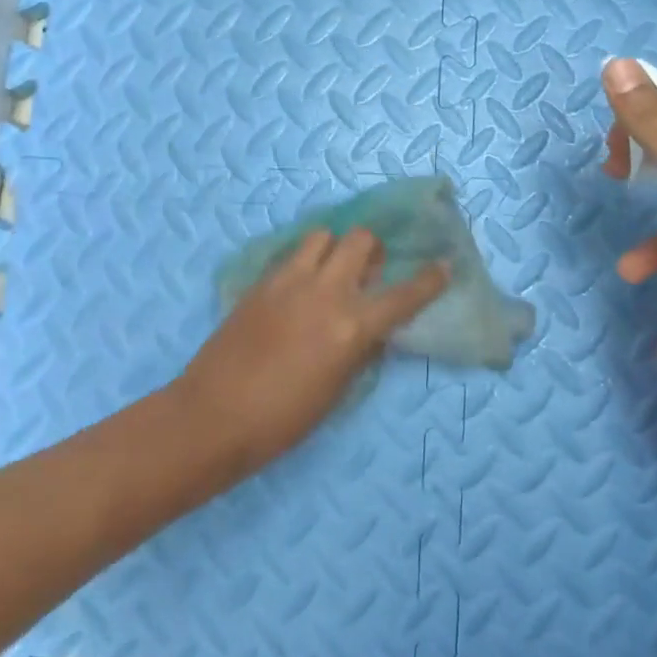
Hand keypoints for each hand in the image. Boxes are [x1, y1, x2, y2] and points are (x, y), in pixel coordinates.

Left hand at [177, 228, 449, 464]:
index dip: (429, 279)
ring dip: (334, 248)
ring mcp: (288, 281)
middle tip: (369, 269)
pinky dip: (305, 262)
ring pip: (322, 236)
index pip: (403, 295)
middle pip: (359, 240)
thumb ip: (360, 350)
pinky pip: (291, 256)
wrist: (213, 416)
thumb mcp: (336, 390)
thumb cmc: (283, 420)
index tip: (444, 264)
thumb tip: (373, 330)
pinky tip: (299, 287)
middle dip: (372, 249)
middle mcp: (324, 292)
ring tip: (331, 272)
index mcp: (350, 327)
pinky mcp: (260, 282)